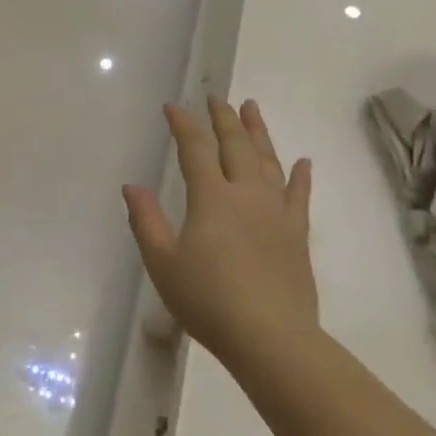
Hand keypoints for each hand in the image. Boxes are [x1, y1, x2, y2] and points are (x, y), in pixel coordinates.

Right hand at [122, 97, 315, 361]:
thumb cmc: (208, 300)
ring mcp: (276, 213)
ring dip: (259, 132)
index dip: (183, 124)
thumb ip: (146, 221)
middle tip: (215, 97)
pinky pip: (299, 196)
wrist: (271, 338)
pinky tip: (302, 162)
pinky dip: (300, 176)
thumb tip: (132, 186)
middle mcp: (246, 194)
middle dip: (222, 118)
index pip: (195, 149)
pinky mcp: (296, 234)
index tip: (172, 106)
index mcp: (211, 198)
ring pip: (268, 161)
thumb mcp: (162, 262)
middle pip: (236, 145)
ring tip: (252, 108)